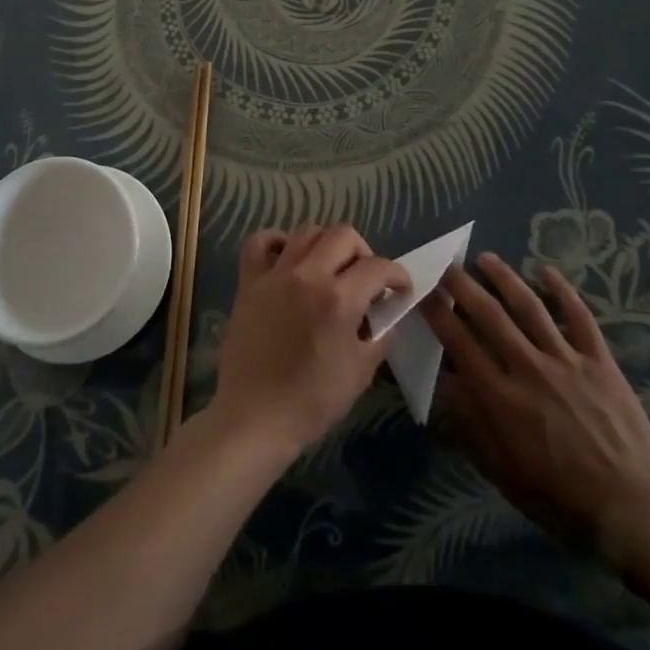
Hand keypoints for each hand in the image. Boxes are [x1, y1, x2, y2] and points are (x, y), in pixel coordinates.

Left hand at [210, 224, 410, 459]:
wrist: (253, 418)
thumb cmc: (311, 402)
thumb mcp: (360, 373)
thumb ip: (379, 336)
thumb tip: (386, 314)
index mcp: (339, 300)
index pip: (378, 268)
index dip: (396, 275)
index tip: (400, 288)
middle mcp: (308, 275)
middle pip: (343, 235)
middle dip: (364, 253)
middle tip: (365, 279)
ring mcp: (275, 275)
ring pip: (307, 231)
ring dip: (326, 244)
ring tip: (330, 268)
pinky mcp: (249, 282)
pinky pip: (259, 242)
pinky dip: (276, 242)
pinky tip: (287, 259)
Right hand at [420, 253, 649, 566]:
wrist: (633, 510)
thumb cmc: (560, 499)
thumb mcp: (503, 472)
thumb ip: (471, 424)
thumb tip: (444, 382)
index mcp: (501, 398)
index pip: (459, 343)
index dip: (438, 314)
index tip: (423, 292)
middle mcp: (528, 368)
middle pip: (489, 315)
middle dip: (463, 286)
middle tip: (447, 265)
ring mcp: (566, 360)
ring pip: (529, 307)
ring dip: (505, 278)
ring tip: (485, 258)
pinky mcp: (599, 361)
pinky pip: (579, 317)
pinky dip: (563, 291)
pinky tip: (547, 271)